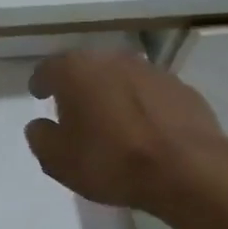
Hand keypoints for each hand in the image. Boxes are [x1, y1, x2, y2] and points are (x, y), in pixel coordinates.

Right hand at [25, 49, 227, 221]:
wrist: (187, 169)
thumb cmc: (111, 161)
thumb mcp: (58, 160)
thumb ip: (41, 138)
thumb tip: (40, 125)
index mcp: (76, 71)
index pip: (48, 69)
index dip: (40, 83)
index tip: (39, 95)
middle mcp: (112, 59)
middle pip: (86, 67)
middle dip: (78, 85)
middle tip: (74, 109)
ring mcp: (151, 70)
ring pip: (120, 77)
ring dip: (112, 93)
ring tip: (111, 120)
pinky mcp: (181, 87)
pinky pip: (150, 93)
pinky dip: (143, 105)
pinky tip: (145, 129)